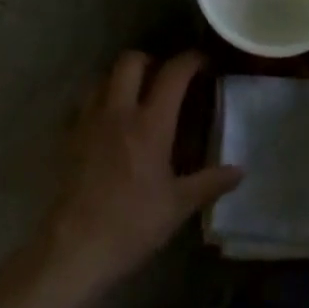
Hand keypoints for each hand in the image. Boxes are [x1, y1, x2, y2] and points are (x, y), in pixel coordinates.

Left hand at [33, 50, 241, 298]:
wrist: (74, 247)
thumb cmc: (131, 224)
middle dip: (151, 60)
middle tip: (164, 78)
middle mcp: (118, 111)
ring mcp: (89, 121)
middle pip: (130, 61)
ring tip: (136, 97)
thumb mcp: (178, 206)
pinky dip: (100, 100)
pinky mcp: (69, 136)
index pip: (172, 74)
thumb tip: (239, 170)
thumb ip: (209, 183)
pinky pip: (85, 102)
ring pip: (104, 77)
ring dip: (122, 78)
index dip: (190, 60)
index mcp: (150, 124)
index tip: (203, 62)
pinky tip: (109, 123)